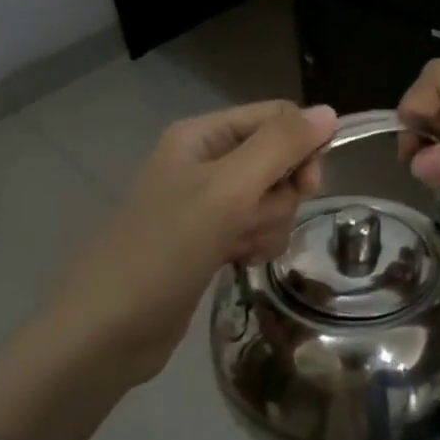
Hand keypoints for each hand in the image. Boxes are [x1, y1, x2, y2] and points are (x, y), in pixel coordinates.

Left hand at [49, 100, 337, 382]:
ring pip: (273, 199)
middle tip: (250, 219)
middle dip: (276, 196)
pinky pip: (258, 228)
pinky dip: (256, 244)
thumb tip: (329, 111)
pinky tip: (236, 262)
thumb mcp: (227, 189)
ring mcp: (209, 203)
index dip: (301, 146)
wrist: (110, 329)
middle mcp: (207, 161)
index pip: (277, 117)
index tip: (308, 186)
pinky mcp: (213, 238)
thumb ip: (280, 147)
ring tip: (235, 247)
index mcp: (203, 135)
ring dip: (266, 225)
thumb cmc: (166, 248)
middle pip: (279, 161)